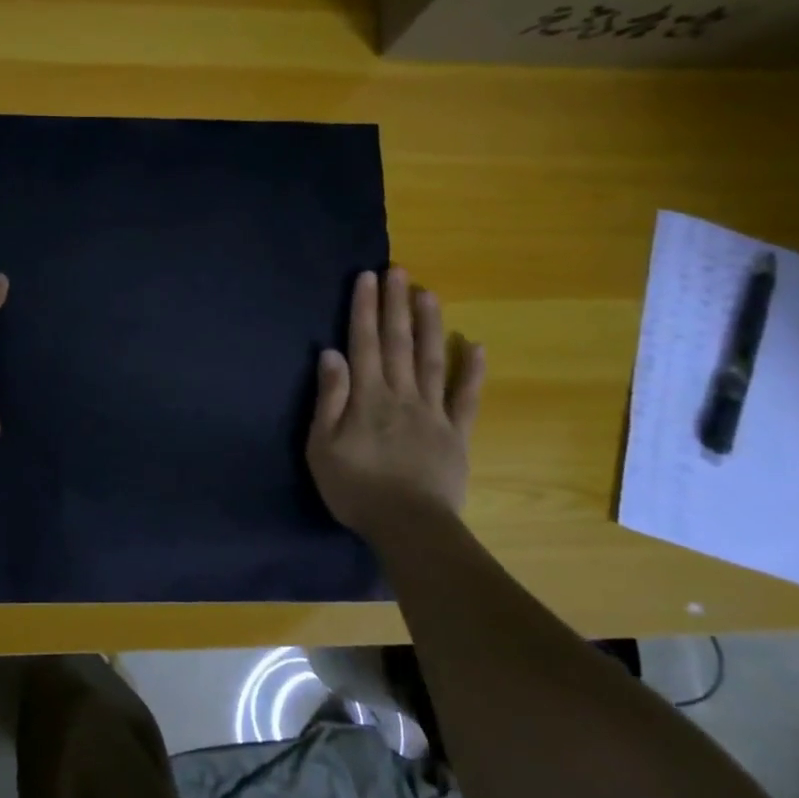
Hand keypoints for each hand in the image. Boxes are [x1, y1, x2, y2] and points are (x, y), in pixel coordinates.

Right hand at [308, 267, 485, 542]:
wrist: (409, 527)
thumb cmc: (356, 488)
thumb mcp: (322, 446)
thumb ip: (329, 398)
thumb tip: (330, 353)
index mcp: (367, 396)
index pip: (363, 343)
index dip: (364, 309)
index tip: (368, 278)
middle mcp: (401, 394)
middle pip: (397, 342)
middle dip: (395, 304)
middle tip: (399, 270)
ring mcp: (433, 412)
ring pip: (431, 359)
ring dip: (429, 324)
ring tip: (428, 293)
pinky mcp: (456, 433)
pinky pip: (466, 397)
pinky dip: (472, 370)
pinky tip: (476, 344)